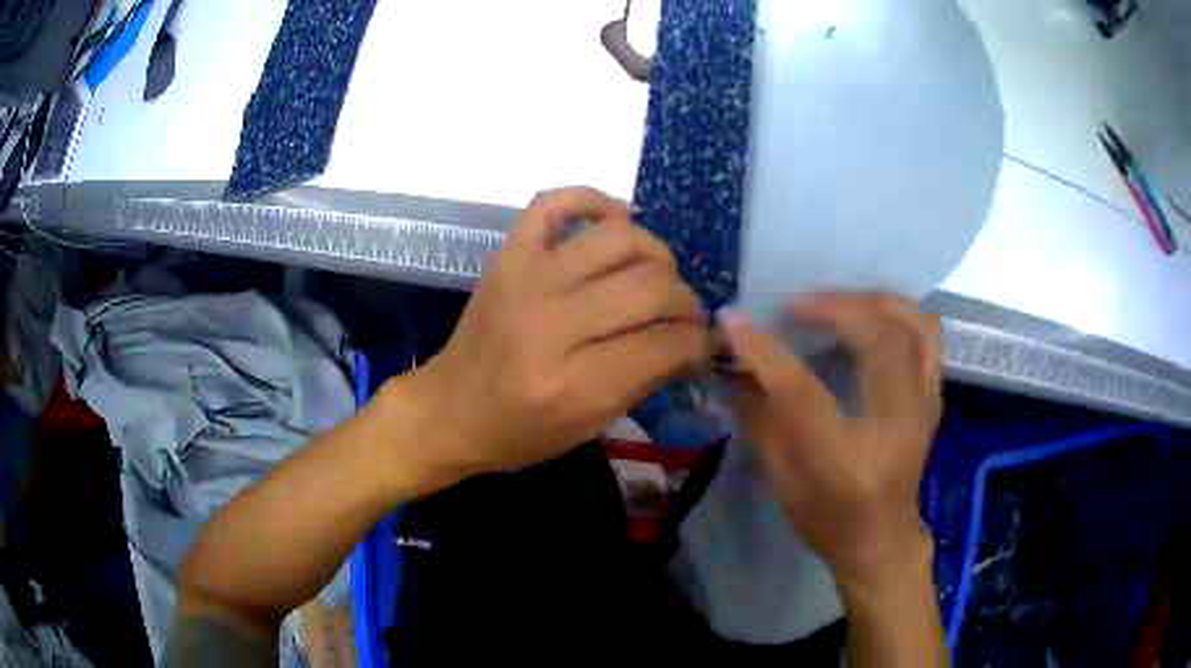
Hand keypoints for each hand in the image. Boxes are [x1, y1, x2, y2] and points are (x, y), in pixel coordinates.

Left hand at [409, 187, 705, 477]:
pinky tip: (619, 220)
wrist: (450, 409)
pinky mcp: (508, 255)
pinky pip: (556, 201)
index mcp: (571, 383)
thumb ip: (647, 379)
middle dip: (685, 302)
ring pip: (619, 238)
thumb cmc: (520, 431)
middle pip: (650, 285)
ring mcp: (526, 278)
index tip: (704, 344)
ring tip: (658, 275)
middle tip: (685, 316)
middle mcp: (550, 323)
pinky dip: (595, 200)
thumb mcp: (590, 426)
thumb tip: (695, 342)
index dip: (698, 342)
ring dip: (657, 254)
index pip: (664, 344)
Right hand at [719, 294, 941, 590]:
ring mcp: (923, 411)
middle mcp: (896, 428)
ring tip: (839, 302)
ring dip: (875, 302)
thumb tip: (734, 366)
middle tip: (796, 306)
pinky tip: (873, 318)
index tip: (733, 320)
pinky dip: (901, 316)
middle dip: (835, 307)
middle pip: (880, 339)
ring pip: (916, 327)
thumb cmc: (827, 522)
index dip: (765, 350)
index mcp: (846, 461)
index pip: (803, 392)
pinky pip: (929, 339)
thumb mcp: (781, 483)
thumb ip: (759, 420)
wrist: (882, 542)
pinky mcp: (932, 401)